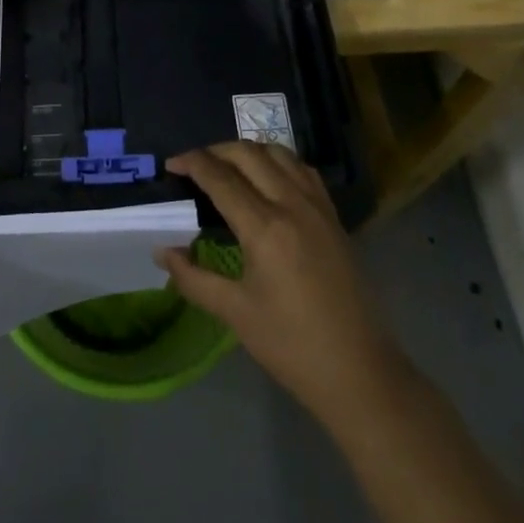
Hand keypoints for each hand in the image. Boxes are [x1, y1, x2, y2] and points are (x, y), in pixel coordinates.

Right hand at [157, 143, 410, 429]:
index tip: (171, 164)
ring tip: (228, 167)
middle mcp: (292, 204)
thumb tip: (163, 252)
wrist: (360, 372)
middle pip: (249, 153)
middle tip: (195, 165)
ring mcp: (318, 207)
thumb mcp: (235, 313)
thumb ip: (193, 278)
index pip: (220, 177)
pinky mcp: (334, 217)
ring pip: (279, 153)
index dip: (192, 163)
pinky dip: (278, 161)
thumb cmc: (291, 346)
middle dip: (216, 151)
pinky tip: (268, 180)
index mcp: (265, 227)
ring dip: (248, 151)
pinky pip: (302, 170)